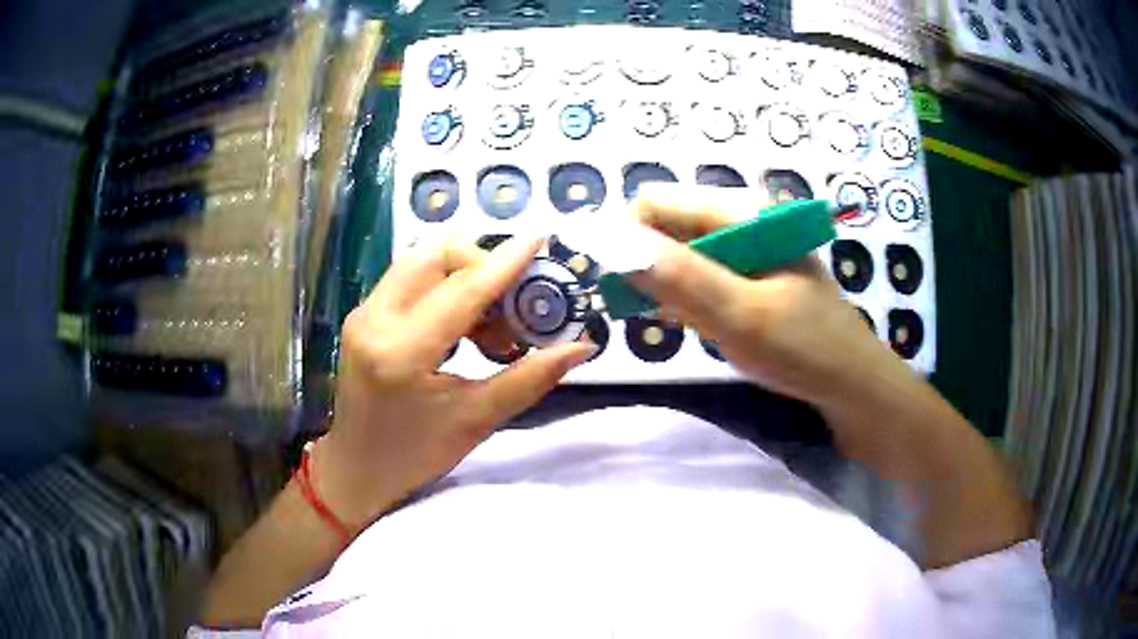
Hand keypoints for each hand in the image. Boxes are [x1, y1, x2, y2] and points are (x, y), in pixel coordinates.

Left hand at [315, 236, 595, 530]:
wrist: (357, 468)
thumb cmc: (415, 455)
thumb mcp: (476, 421)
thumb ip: (529, 378)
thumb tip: (580, 347)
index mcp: (401, 353)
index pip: (462, 291)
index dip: (505, 263)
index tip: (540, 239)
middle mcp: (375, 320)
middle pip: (434, 255)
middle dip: (482, 265)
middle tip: (513, 301)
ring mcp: (363, 313)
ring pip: (421, 261)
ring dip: (464, 276)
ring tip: (492, 325)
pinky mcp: (363, 314)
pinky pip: (410, 278)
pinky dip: (445, 288)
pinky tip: (465, 327)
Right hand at [628, 183, 912, 407]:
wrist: (850, 383)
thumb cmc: (804, 348)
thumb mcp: (742, 315)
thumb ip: (681, 277)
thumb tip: (612, 241)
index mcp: (742, 212)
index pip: (656, 203)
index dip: (630, 239)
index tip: (622, 287)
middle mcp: (740, 221)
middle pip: (667, 227)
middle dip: (648, 267)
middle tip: (658, 313)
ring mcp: (745, 249)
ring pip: (679, 255)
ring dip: (667, 288)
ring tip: (685, 323)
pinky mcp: (747, 276)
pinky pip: (699, 277)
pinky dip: (686, 300)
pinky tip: (697, 325)